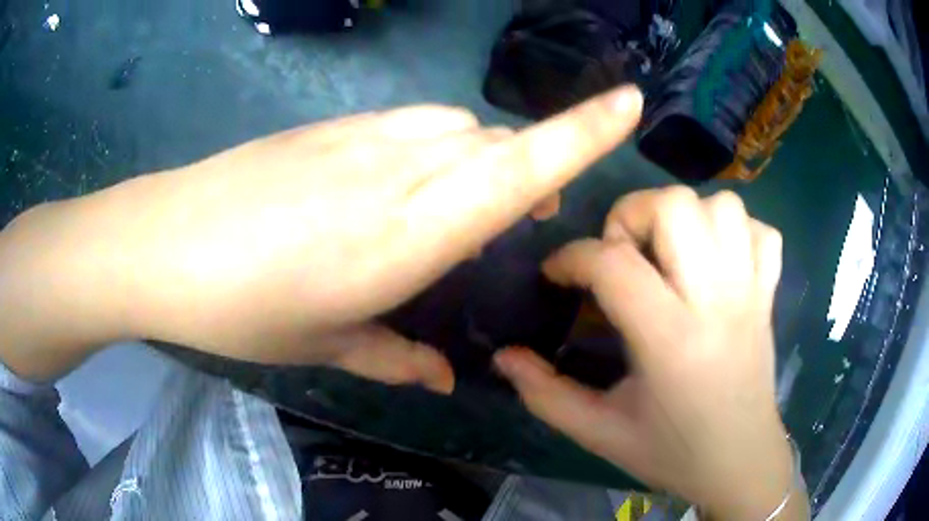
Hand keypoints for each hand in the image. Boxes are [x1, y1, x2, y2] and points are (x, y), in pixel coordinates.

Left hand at [0, 86, 641, 388]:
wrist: (162, 245)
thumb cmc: (240, 308)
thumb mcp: (324, 345)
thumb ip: (395, 356)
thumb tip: (443, 379)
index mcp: (406, 233)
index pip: (521, 165)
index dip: (586, 129)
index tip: (631, 102)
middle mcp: (397, 169)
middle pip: (499, 144)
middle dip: (533, 169)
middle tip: (529, 218)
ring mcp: (361, 137)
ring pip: (458, 130)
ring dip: (481, 162)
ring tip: (459, 210)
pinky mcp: (331, 128)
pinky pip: (412, 127)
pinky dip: (434, 152)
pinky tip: (398, 188)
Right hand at [495, 188, 807, 518]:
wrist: (740, 463)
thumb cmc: (672, 453)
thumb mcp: (601, 433)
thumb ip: (546, 395)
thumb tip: (504, 356)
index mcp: (671, 341)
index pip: (614, 264)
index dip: (572, 257)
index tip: (557, 274)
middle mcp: (716, 302)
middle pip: (675, 207)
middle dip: (632, 214)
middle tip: (620, 254)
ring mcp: (751, 292)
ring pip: (723, 207)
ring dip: (687, 216)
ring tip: (669, 252)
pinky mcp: (769, 294)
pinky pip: (762, 231)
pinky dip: (736, 231)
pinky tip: (717, 260)